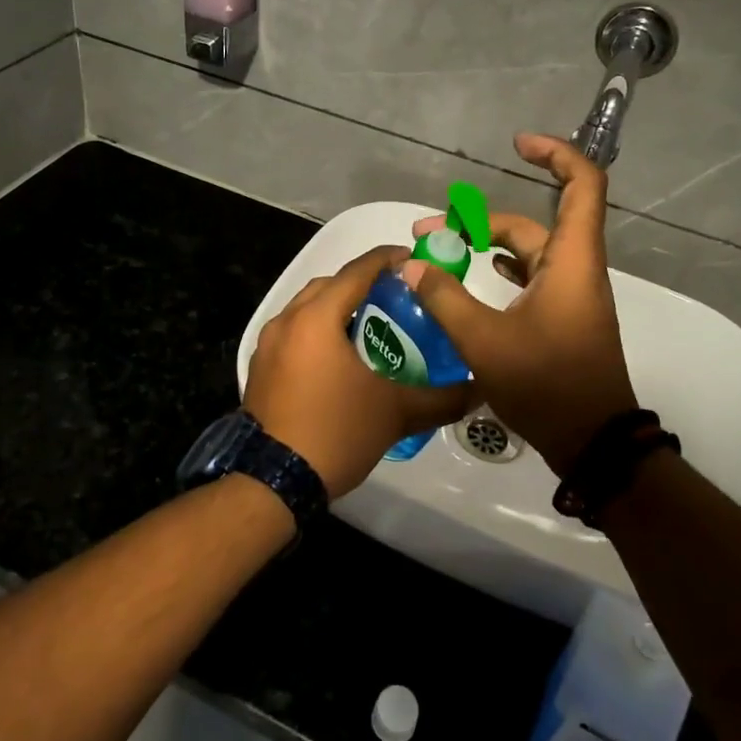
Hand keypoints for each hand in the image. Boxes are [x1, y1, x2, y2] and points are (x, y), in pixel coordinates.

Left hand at [244, 247, 475, 497]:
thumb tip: (480, 389)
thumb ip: (442, 398)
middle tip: (396, 296)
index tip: (413, 259)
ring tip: (371, 324)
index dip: (387, 260)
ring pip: (307, 308)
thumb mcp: (395, 413)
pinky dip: (318, 330)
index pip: (357, 272)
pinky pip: (294, 332)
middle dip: (361, 283)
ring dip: (337, 307)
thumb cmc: (336, 432)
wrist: (273, 481)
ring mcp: (268, 344)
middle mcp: (287, 320)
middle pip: (329, 285)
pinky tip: (340, 355)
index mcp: (316, 318)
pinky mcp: (260, 366)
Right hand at [403, 133, 635, 474]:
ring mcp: (570, 294)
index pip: (582, 185)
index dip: (556, 154)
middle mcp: (574, 268)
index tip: (517, 145)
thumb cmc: (547, 385)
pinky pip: (530, 275)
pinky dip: (501, 267)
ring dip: (486, 244)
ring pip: (526, 251)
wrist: (593, 442)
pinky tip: (474, 274)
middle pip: (529, 224)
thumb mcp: (485, 342)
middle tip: (427, 233)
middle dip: (477, 220)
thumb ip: (445, 298)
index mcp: (571, 260)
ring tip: (440, 251)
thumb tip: (412, 264)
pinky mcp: (562, 316)